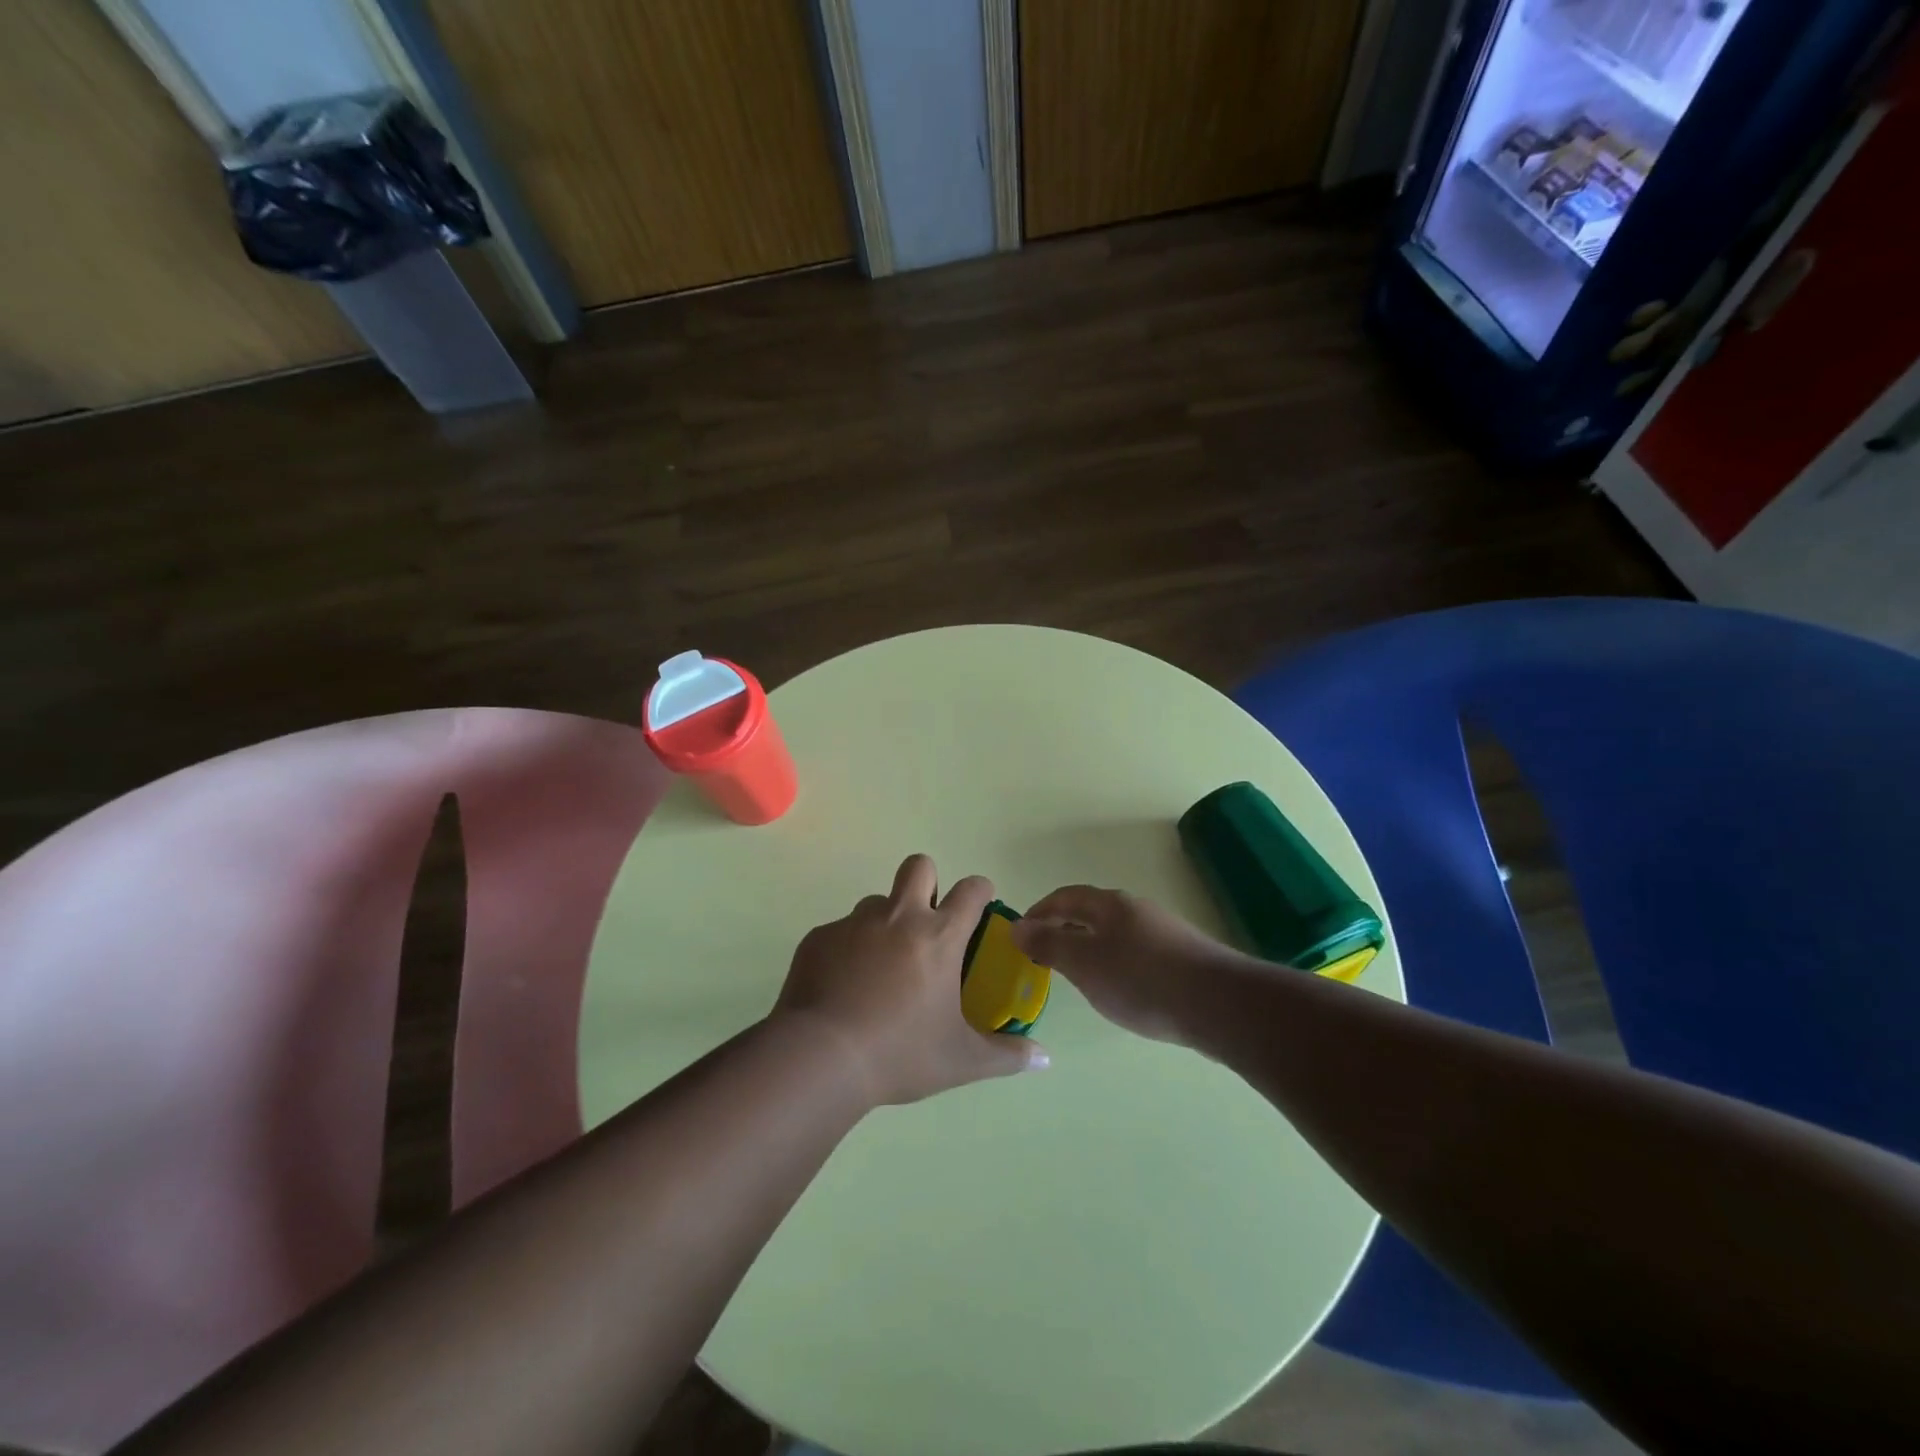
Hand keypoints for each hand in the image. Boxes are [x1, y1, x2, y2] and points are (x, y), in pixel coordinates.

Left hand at [774, 854, 1048, 1106]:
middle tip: (927, 922)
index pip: (971, 890)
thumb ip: (1006, 1056)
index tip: (981, 903)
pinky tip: (843, 987)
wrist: (820, 1057)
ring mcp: (854, 923)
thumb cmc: (900, 1053)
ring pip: (877, 901)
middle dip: (928, 882)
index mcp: (938, 937)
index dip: (980, 890)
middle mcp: (898, 917)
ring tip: (881, 966)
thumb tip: (1044, 1058)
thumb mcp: (961, 1060)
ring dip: (886, 921)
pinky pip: (840, 931)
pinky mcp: (819, 938)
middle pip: (919, 866)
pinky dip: (848, 950)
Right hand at [1012, 885, 1237, 1045]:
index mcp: (1109, 904)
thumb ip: (1048, 945)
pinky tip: (1120, 990)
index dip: (1039, 912)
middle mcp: (1135, 909)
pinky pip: (1136, 952)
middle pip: (1090, 913)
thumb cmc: (1141, 979)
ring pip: (1114, 934)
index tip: (1020, 934)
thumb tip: (1017, 926)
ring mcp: (1162, 932)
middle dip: (1064, 930)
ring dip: (1090, 948)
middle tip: (1043, 957)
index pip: (1064, 897)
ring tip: (1078, 976)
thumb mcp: (1084, 964)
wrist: (1219, 1004)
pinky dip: (1115, 964)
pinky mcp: (1182, 957)